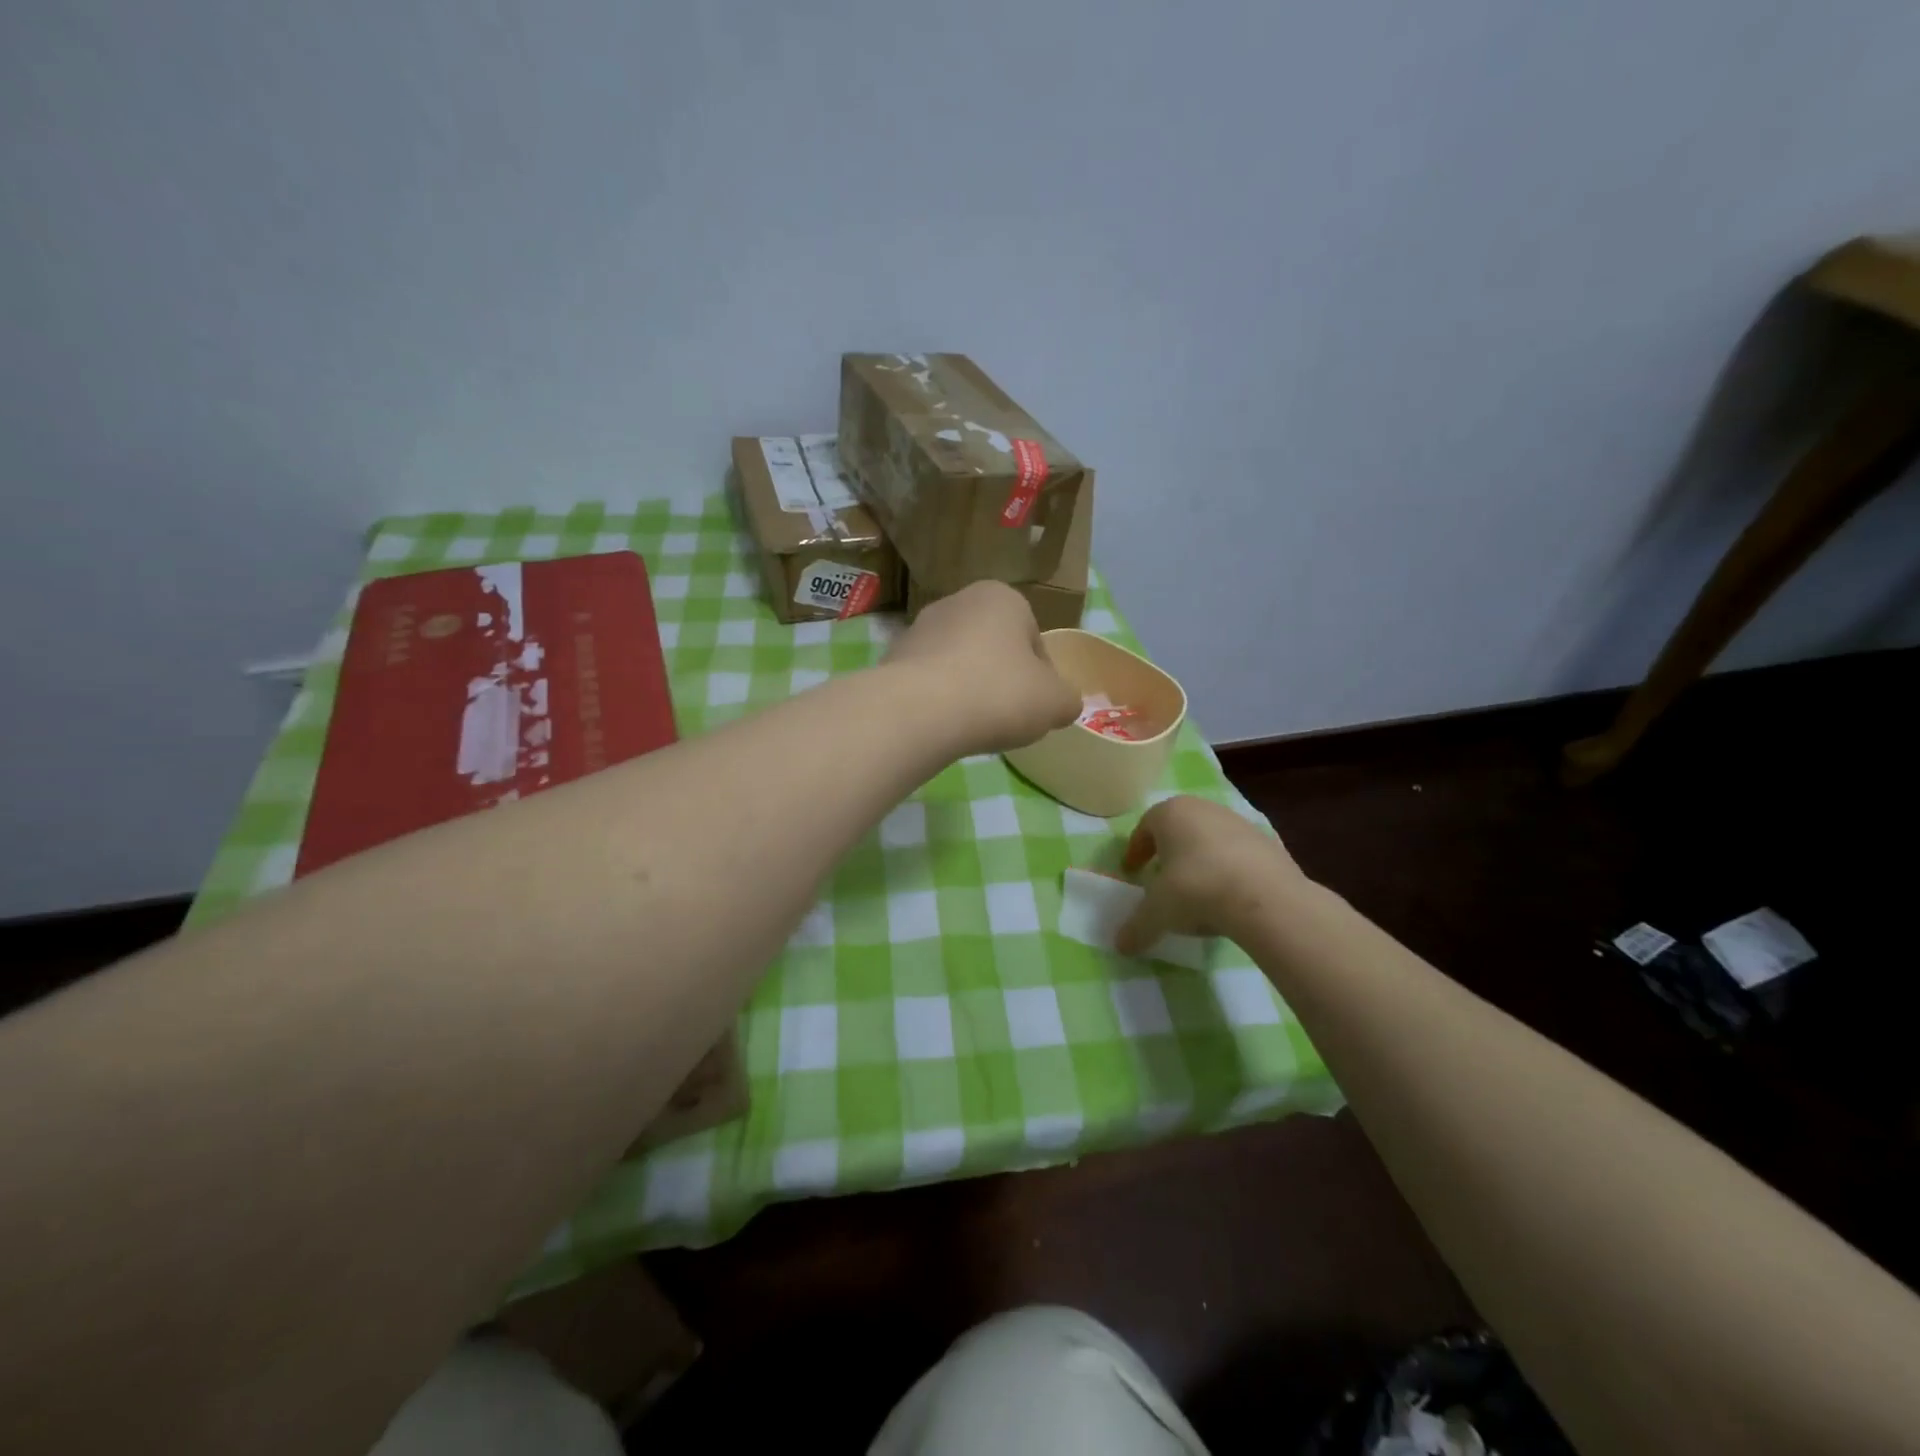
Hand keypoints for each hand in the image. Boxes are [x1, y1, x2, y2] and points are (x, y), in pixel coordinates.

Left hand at [884, 582, 1080, 755]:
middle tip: (1005, 717)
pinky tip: (942, 725)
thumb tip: (1061, 703)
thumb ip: (1067, 699)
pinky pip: (929, 682)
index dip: (1041, 679)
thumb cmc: (998, 694)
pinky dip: (938, 701)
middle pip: (994, 649)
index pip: (1035, 641)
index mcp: (1002, 597)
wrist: (919, 712)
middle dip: (1002, 681)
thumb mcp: (1056, 702)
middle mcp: (958, 601)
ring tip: (971, 725)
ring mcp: (919, 628)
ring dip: (969, 690)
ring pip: (959, 664)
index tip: (1035, 708)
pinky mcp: (892, 658)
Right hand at [1116, 796, 1305, 953]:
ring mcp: (1239, 823)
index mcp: (1170, 813)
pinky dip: (1229, 870)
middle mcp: (1204, 809)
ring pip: (1210, 838)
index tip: (1133, 871)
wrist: (1266, 898)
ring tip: (1198, 891)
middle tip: (1163, 877)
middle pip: (1179, 828)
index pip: (1145, 827)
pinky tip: (1228, 896)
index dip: (1137, 850)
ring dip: (1200, 859)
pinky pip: (1238, 854)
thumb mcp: (1158, 913)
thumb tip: (1121, 946)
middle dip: (1169, 851)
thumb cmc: (1196, 890)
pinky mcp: (1268, 842)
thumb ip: (1137, 926)